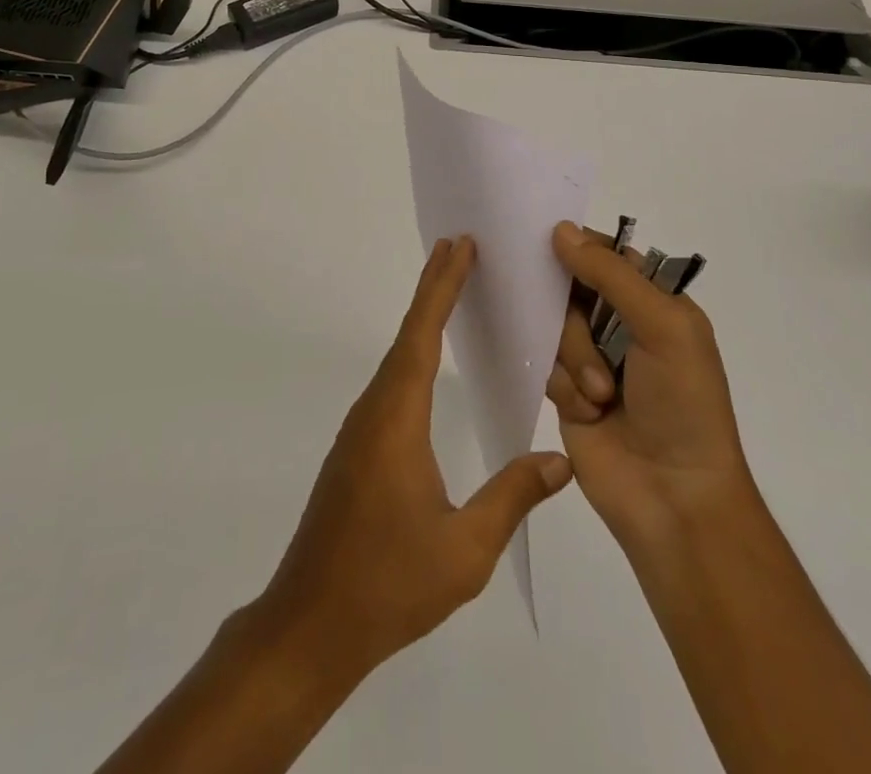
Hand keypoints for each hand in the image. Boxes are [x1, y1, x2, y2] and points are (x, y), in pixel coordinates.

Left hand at [252, 236, 573, 685]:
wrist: (311, 624)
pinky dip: (412, 352)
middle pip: (407, 335)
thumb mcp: (465, 550)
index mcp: (397, 419)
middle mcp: (374, 411)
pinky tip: (426, 363)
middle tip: (458, 246)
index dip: (442, 287)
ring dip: (422, 318)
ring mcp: (360, 429)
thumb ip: (512, 498)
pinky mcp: (357, 449)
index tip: (460, 247)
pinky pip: (391, 383)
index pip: (422, 335)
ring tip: (450, 289)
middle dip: (434, 288)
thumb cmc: (389, 585)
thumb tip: (560, 459)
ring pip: (396, 358)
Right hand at [545, 221, 757, 555]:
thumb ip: (611, 274)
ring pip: (553, 328)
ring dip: (574, 361)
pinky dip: (564, 387)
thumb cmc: (683, 404)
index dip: (580, 250)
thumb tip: (561, 229)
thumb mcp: (662, 327)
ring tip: (600, 397)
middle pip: (570, 290)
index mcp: (655, 302)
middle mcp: (622, 324)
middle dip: (578, 323)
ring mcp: (592, 359)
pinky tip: (588, 413)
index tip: (550, 248)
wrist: (674, 500)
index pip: (608, 255)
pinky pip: (545, 366)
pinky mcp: (568, 393)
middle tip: (596, 351)